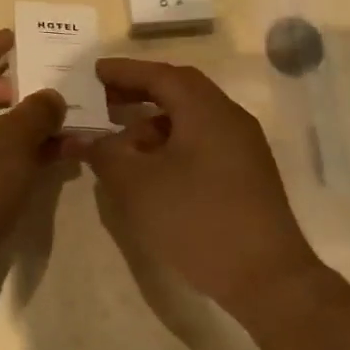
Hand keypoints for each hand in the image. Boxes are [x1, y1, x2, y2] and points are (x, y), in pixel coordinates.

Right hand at [83, 59, 322, 310]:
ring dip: (154, 122)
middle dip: (138, 93)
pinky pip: (203, 141)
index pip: (160, 75)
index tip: (92, 72)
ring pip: (191, 118)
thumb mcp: (137, 186)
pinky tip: (150, 168)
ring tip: (120, 140)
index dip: (123, 72)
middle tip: (102, 101)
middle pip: (179, 91)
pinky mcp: (246, 173)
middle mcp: (229, 118)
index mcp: (206, 110)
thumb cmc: (197, 220)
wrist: (266, 277)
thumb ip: (105, 153)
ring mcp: (243, 146)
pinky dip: (172, 143)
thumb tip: (83, 138)